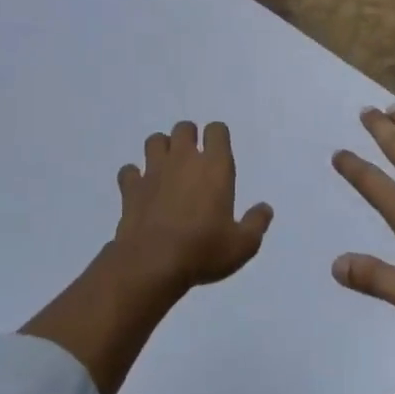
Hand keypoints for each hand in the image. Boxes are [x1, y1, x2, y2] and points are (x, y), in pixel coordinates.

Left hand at [110, 121, 272, 293]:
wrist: (152, 265)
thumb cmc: (203, 250)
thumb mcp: (243, 245)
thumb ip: (257, 224)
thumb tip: (265, 209)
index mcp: (215, 166)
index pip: (217, 130)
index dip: (218, 137)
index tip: (219, 153)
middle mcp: (184, 160)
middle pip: (184, 128)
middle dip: (188, 138)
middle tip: (193, 161)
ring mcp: (154, 171)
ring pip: (155, 140)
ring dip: (161, 150)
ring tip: (167, 169)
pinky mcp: (131, 188)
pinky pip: (129, 171)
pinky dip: (134, 176)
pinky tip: (141, 190)